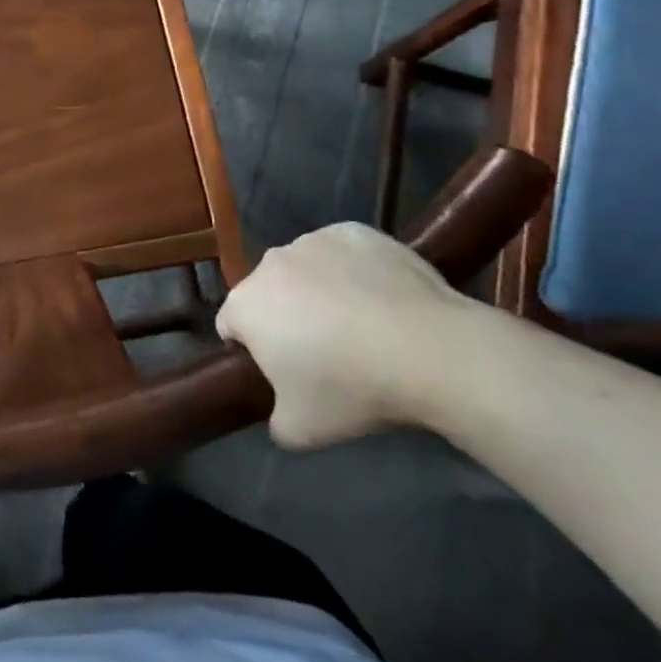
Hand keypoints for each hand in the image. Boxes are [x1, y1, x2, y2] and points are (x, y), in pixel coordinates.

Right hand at [217, 222, 463, 451]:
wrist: (429, 349)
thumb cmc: (353, 388)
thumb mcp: (301, 430)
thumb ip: (276, 420)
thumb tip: (281, 409)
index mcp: (245, 304)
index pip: (231, 326)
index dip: (253, 351)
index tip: (284, 373)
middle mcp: (269, 263)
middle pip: (268, 293)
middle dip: (285, 316)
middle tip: (325, 352)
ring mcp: (313, 241)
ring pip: (304, 269)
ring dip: (317, 290)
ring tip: (362, 325)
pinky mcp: (354, 231)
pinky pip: (343, 253)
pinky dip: (353, 271)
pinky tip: (382, 299)